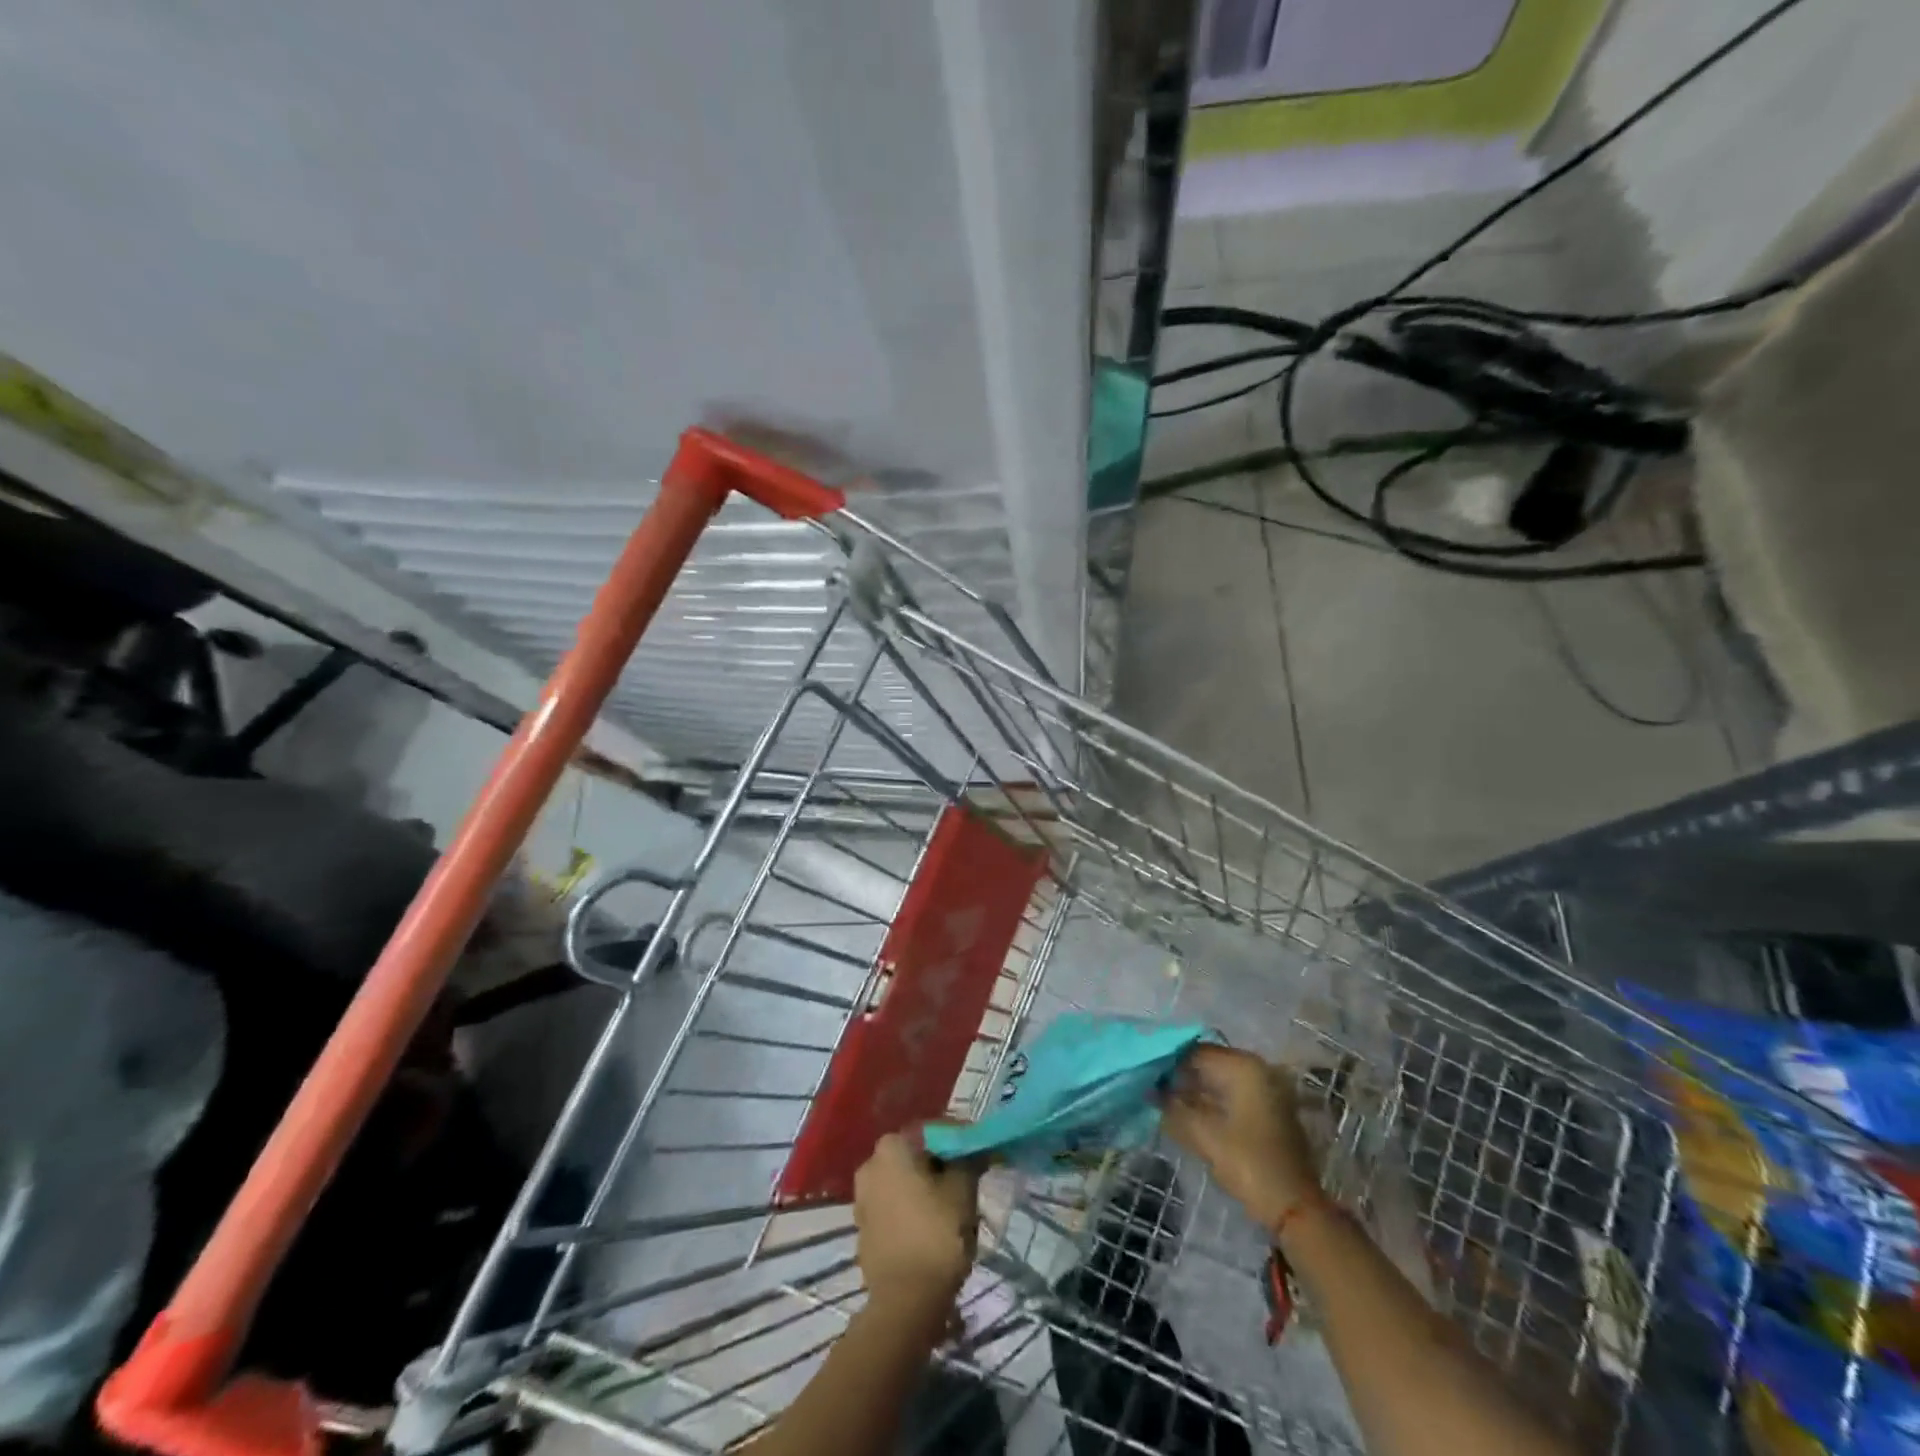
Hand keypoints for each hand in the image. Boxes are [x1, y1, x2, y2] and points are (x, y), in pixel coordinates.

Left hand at [852, 1132, 980, 1311]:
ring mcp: (863, 1197)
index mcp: (892, 1146)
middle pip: (917, 1155)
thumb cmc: (937, 1235)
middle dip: (943, 1165)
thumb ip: (969, 1160)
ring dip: (927, 1187)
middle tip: (970, 1181)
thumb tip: (975, 1147)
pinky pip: (895, 1206)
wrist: (905, 1303)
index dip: (962, 1140)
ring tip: (954, 1207)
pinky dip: (913, 1209)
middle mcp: (871, 1163)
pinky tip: (933, 1227)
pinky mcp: (863, 1227)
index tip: (982, 1154)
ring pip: (905, 1181)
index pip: (934, 1130)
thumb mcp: (963, 1190)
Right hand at [1161, 1045, 1319, 1230]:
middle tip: (1150, 1089)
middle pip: (1208, 1064)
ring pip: (1219, 1081)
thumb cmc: (1249, 1164)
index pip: (1195, 1051)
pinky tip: (1187, 1115)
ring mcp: (1266, 1091)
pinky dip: (1210, 1102)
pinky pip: (1231, 1095)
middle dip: (1179, 1077)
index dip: (1168, 1062)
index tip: (1145, 1075)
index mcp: (1244, 1067)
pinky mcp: (1267, 1112)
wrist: (1296, 1209)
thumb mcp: (1204, 1135)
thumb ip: (1173, 1108)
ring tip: (1163, 1102)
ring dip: (1193, 1091)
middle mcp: (1257, 1070)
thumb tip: (1149, 1091)